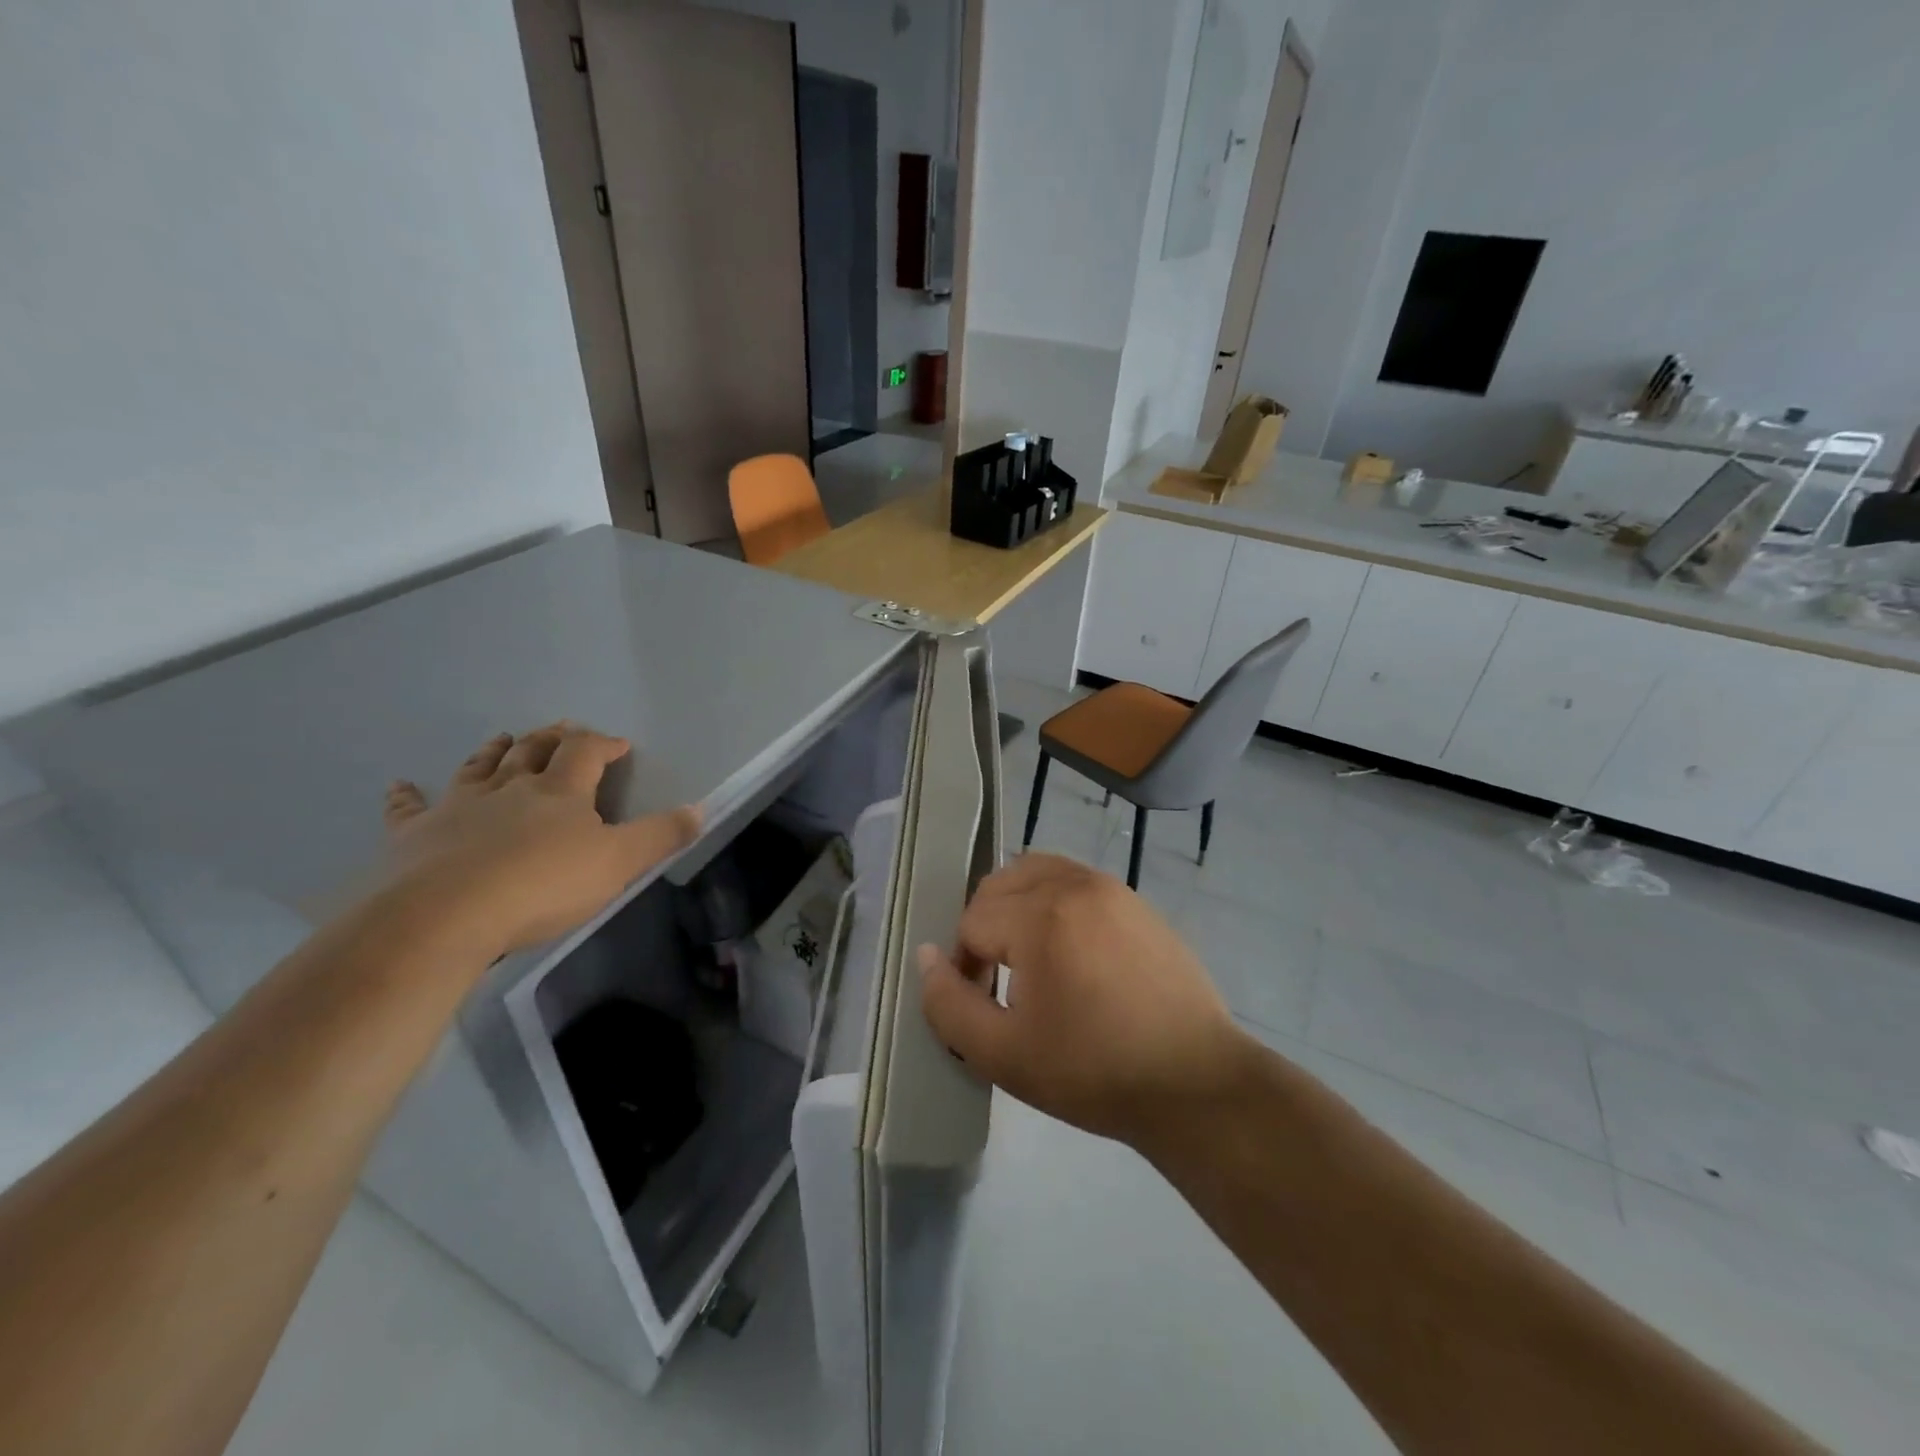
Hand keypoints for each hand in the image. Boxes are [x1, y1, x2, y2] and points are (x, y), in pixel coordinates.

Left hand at [381, 723, 700, 958]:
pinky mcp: (414, 836)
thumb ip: (660, 836)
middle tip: (561, 729)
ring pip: (479, 768)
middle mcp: (510, 788)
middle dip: (551, 738)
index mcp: (560, 791)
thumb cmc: (542, 885)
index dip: (604, 743)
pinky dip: (407, 796)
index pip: (586, 753)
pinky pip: (409, 809)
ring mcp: (458, 807)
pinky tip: (400, 785)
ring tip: (503, 739)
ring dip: (494, 751)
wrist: (445, 916)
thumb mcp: (619, 863)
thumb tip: (699, 809)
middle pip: (532, 751)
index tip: (619, 745)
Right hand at [917, 853, 1249, 1148]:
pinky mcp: (1139, 903)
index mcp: (1040, 915)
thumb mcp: (1002, 1054)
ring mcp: (1113, 889)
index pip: (972, 921)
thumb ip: (948, 1004)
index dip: (963, 965)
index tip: (981, 1004)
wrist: (1195, 1084)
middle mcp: (1075, 885)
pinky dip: (1056, 904)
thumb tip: (926, 957)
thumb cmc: (1093, 1072)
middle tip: (998, 979)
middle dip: (985, 926)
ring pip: (1039, 872)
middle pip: (1001, 884)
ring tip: (1029, 959)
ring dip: (1018, 906)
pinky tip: (1073, 955)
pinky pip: (1077, 884)